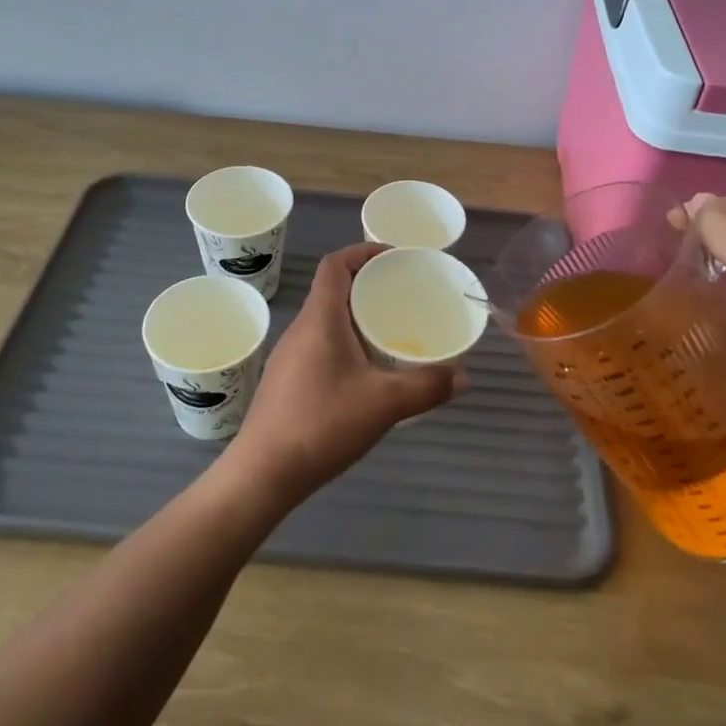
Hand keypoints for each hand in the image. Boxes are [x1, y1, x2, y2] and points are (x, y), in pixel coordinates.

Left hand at [220, 242, 463, 505]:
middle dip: (368, 285)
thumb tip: (463, 375)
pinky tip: (367, 373)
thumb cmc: (321, 425)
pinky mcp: (287, 381)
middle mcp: (301, 329)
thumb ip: (427, 386)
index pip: (335, 265)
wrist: (263, 474)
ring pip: (327, 320)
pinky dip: (346, 343)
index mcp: (320, 319)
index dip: (363, 252)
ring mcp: (290, 356)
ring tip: (391, 332)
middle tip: (404, 296)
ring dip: (357, 316)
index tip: (395, 258)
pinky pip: (321, 345)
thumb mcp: (384, 404)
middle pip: (333, 290)